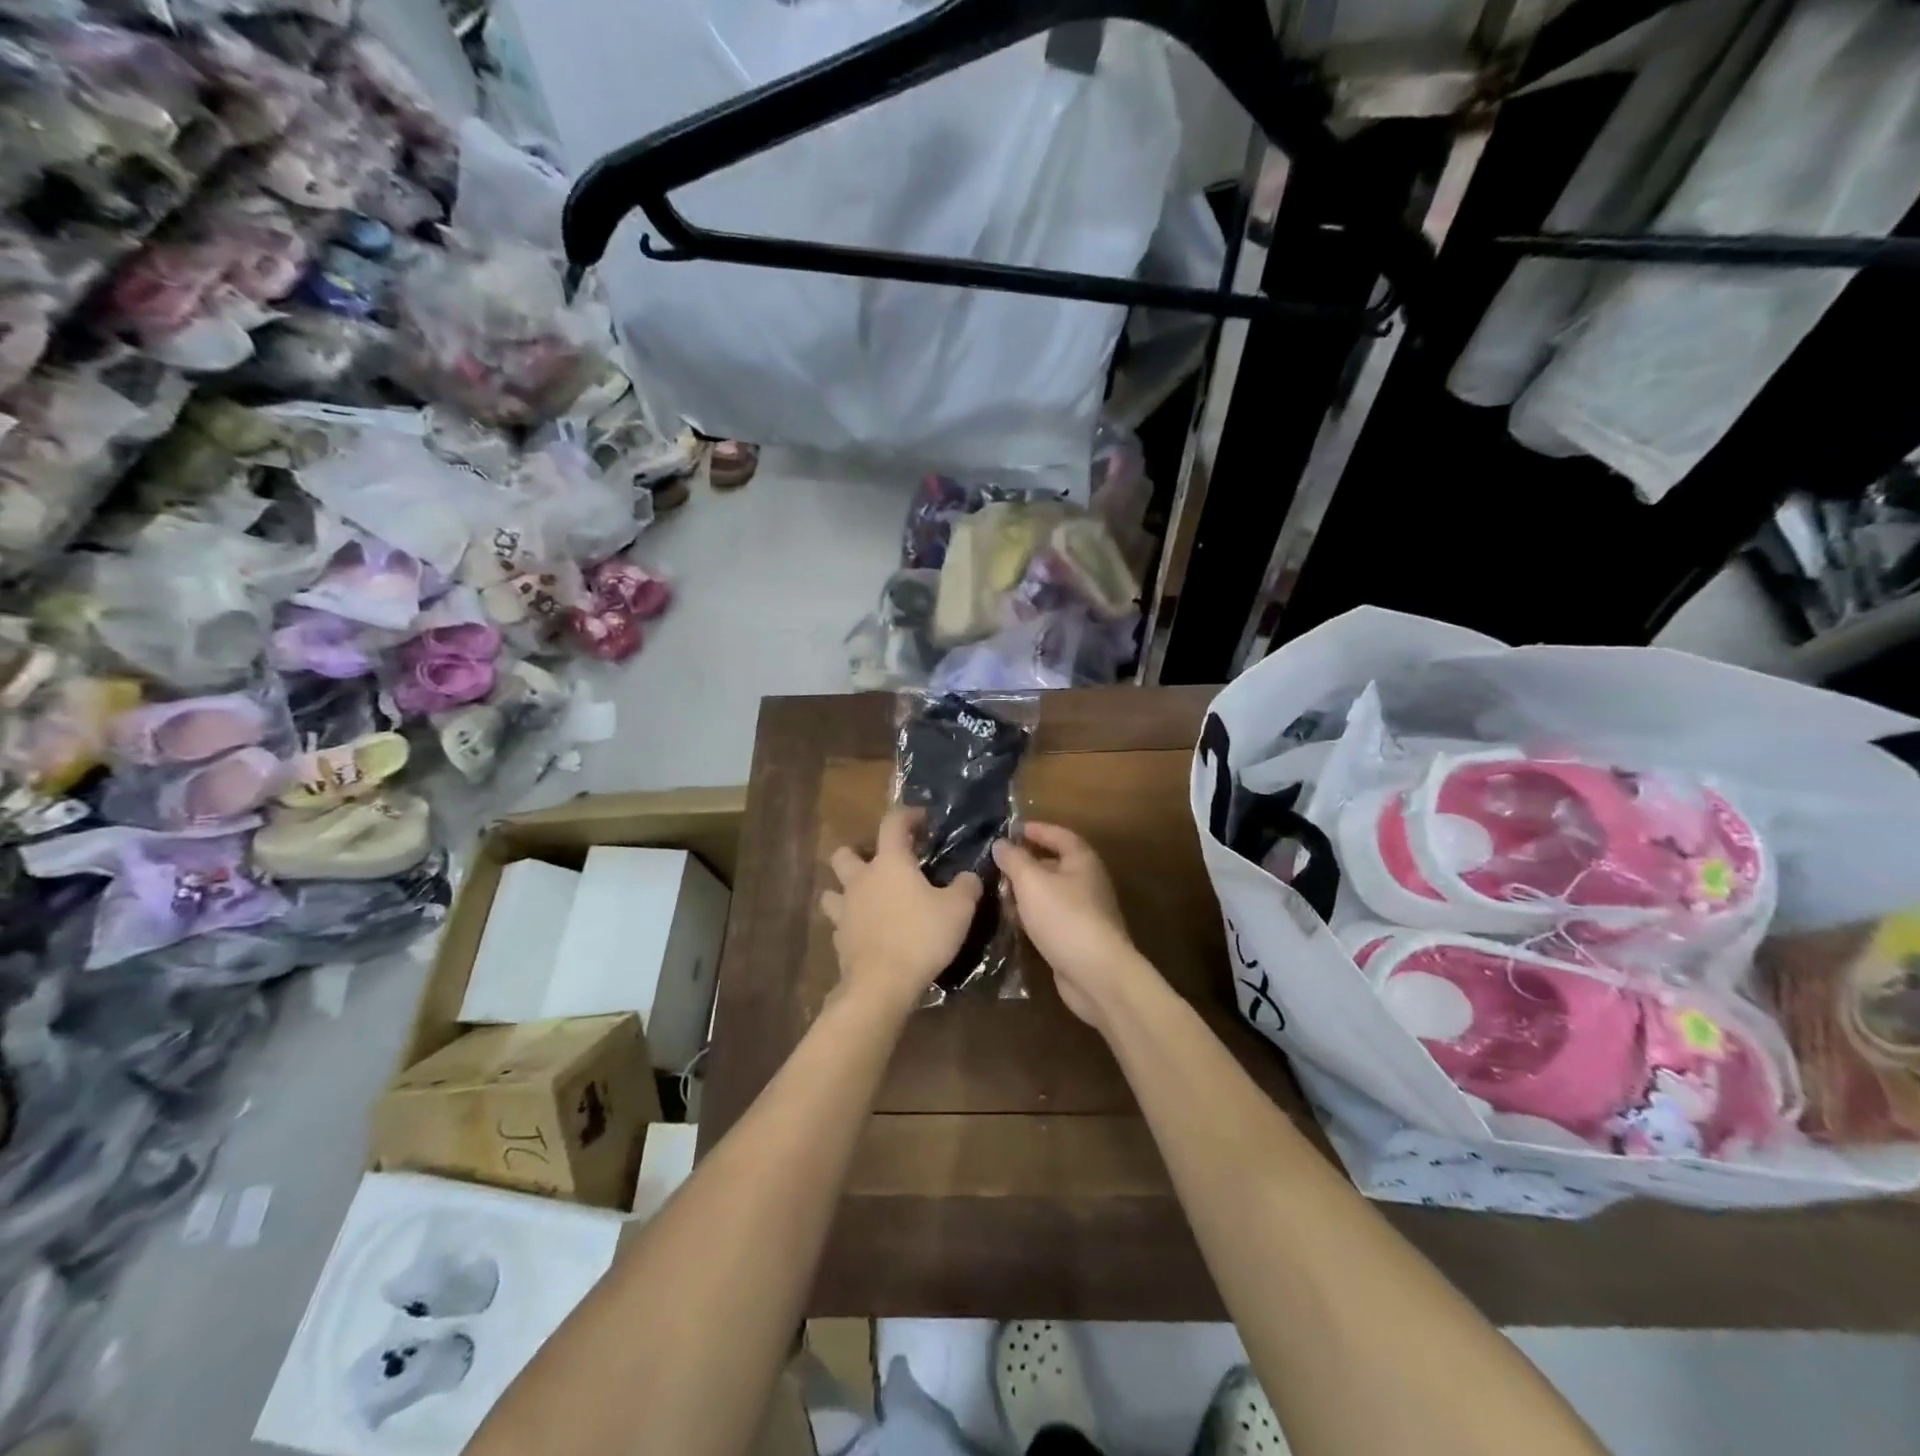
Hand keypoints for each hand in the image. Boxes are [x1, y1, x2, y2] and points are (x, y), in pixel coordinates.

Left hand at [820, 807, 982, 1011]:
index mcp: (890, 863)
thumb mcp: (958, 909)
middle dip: (859, 853)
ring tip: (866, 898)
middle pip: (845, 854)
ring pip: (832, 889)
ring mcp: (844, 910)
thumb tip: (970, 876)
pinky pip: (839, 923)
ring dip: (845, 889)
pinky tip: (865, 931)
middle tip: (881, 864)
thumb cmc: (921, 936)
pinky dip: (850, 923)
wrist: (882, 984)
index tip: (921, 818)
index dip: (907, 815)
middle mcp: (861, 879)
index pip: (893, 823)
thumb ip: (966, 887)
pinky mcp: (839, 939)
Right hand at [992, 822, 1149, 1028]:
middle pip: (1052, 863)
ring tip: (996, 894)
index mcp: (1082, 860)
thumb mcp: (1032, 882)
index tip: (1009, 830)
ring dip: (1024, 891)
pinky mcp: (1076, 937)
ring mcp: (1083, 911)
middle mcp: (1086, 881)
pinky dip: (1031, 915)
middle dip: (1024, 863)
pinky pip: (1049, 917)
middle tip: (995, 865)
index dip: (1034, 829)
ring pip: (1049, 892)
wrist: (1096, 975)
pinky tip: (1012, 921)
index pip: (1058, 834)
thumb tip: (1001, 843)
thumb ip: (1014, 860)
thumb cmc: (1064, 918)